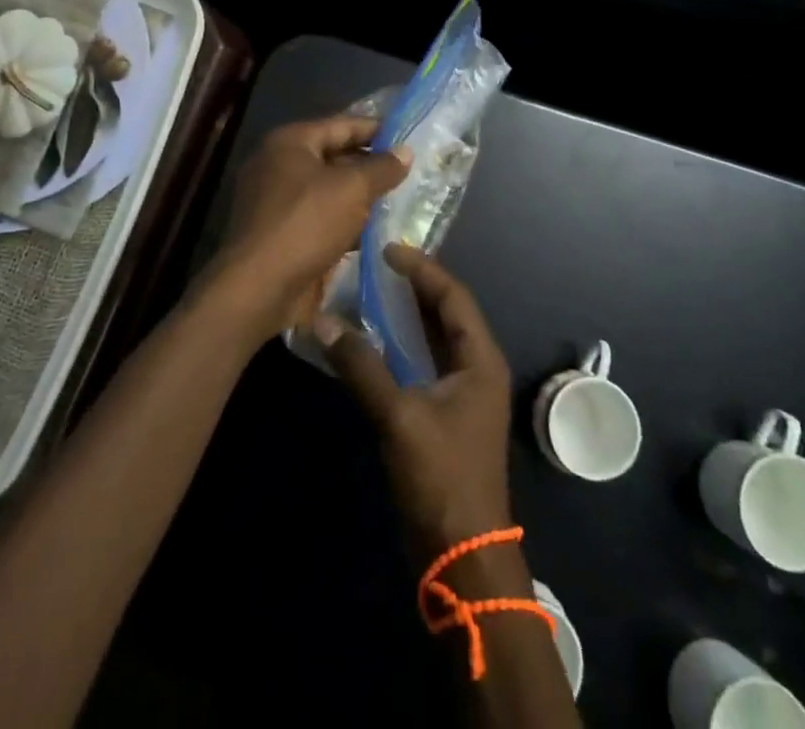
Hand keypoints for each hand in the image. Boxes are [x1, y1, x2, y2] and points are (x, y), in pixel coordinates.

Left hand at [195, 114, 409, 346]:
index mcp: (290, 142)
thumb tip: (405, 151)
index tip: (408, 138)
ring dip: (359, 196)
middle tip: (409, 171)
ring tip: (399, 200)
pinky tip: (373, 231)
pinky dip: (344, 221)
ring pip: (327, 189)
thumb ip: (381, 167)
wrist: (259, 287)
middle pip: (333, 156)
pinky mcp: (279, 232)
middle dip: (370, 165)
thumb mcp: (352, 189)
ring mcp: (275, 200)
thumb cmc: (306, 223)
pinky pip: (319, 217)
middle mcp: (277, 164)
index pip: (341, 124)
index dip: (376, 129)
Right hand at [317, 246, 513, 553]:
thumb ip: (362, 367)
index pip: (453, 296)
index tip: (388, 249)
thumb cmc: (441, 476)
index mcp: (480, 358)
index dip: (423, 269)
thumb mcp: (399, 417)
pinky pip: (424, 363)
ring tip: (370, 291)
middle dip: (414, 287)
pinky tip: (373, 341)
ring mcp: (462, 393)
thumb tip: (324, 321)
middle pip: (446, 313)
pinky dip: (401, 346)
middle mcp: (476, 367)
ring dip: (406, 316)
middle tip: (375, 265)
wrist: (463, 554)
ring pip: (434, 338)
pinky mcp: (445, 415)